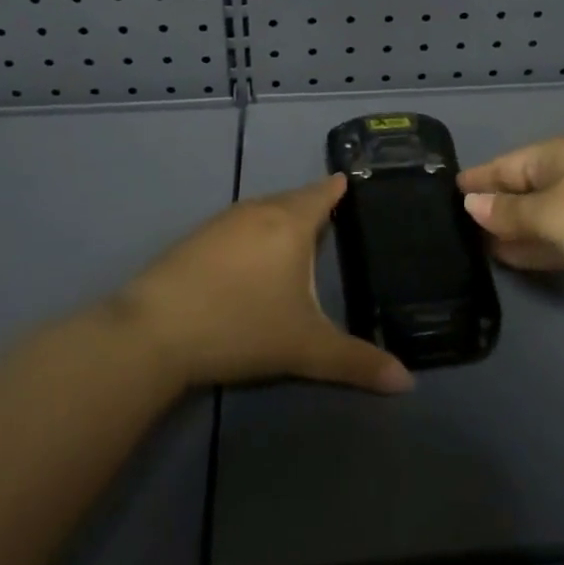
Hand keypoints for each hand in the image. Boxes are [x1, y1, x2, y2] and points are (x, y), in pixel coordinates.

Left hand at [116, 176, 414, 393]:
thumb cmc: (241, 326)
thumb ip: (356, 361)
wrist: (156, 330)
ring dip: (282, 218)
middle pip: (294, 198)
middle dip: (313, 204)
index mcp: (291, 222)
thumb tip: (408, 383)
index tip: (353, 181)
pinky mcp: (197, 237)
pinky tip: (252, 257)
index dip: (339, 188)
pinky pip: (239, 224)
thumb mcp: (305, 347)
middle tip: (333, 216)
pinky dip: (255, 231)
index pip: (323, 193)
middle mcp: (260, 209)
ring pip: (264, 210)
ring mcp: (224, 220)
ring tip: (298, 235)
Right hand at [459, 138, 563, 315]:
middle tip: (455, 228)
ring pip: (541, 217)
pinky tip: (513, 259)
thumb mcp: (550, 215)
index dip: (477, 180)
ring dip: (514, 231)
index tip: (446, 192)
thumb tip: (472, 204)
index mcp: (556, 157)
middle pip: (523, 189)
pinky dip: (537, 246)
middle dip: (493, 208)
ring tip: (478, 249)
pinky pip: (560, 239)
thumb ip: (509, 213)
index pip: (505, 165)